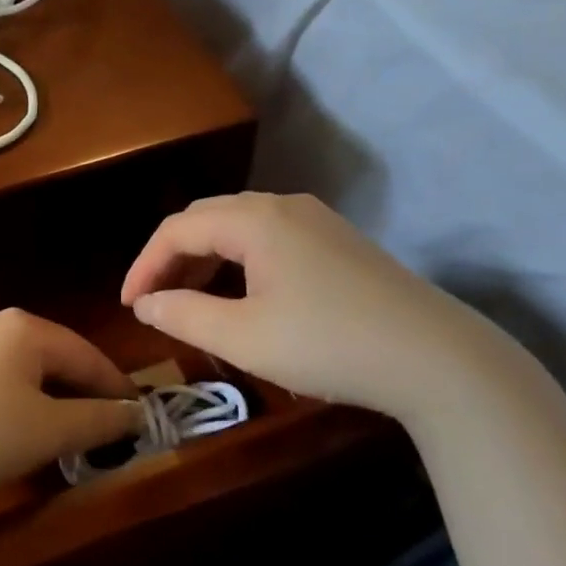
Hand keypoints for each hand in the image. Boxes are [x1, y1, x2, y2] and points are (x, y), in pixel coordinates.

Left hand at [0, 309, 144, 499]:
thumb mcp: (47, 431)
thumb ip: (99, 420)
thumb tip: (138, 414)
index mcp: (29, 329)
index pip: (91, 356)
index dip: (119, 392)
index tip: (142, 425)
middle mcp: (1, 327)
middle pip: (61, 362)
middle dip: (86, 400)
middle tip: (110, 439)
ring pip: (32, 376)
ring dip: (56, 407)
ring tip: (73, 442)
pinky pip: (4, 385)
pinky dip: (25, 409)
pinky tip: (24, 437)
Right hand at [121, 193, 508, 422]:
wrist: (438, 359)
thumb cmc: (328, 344)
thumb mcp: (243, 337)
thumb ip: (183, 316)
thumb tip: (146, 304)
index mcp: (255, 219)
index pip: (177, 229)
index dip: (144, 265)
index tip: (128, 307)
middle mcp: (284, 206)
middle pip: (207, 219)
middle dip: (172, 258)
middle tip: (154, 302)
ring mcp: (317, 220)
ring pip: (240, 227)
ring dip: (206, 259)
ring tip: (190, 301)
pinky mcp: (339, 242)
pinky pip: (270, 239)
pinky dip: (239, 262)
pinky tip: (242, 296)